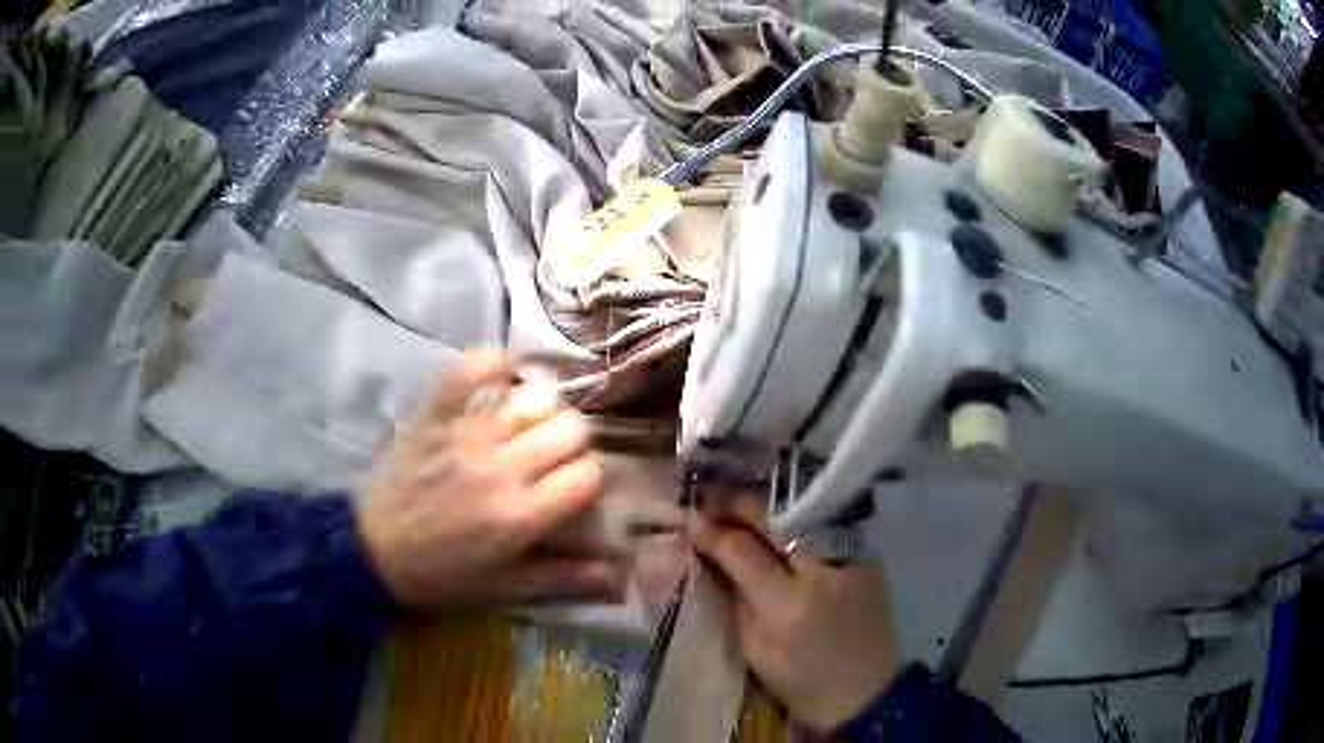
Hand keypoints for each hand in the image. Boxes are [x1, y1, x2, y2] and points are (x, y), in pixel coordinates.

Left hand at [358, 351, 623, 607]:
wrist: (375, 551)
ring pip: (535, 397)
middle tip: (554, 458)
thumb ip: (564, 577)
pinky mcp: (435, 415)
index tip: (574, 489)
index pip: (588, 474)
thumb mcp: (507, 587)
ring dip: (544, 409)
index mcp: (522, 516)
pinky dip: (491, 363)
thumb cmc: (444, 575)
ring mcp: (467, 435)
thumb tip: (618, 572)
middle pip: (572, 428)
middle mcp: (502, 469)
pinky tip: (503, 375)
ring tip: (531, 425)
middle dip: (574, 443)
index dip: (590, 480)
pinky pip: (468, 369)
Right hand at [689, 495, 902, 730]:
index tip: (691, 520)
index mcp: (788, 605)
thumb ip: (735, 598)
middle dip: (740, 503)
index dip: (713, 532)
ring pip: (805, 513)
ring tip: (742, 502)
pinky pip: (828, 525)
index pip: (743, 552)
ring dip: (769, 506)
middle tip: (712, 497)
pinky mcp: (869, 557)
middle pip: (777, 519)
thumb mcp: (755, 648)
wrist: (866, 691)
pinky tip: (781, 516)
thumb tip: (710, 558)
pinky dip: (799, 518)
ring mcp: (852, 560)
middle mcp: (823, 573)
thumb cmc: (800, 681)